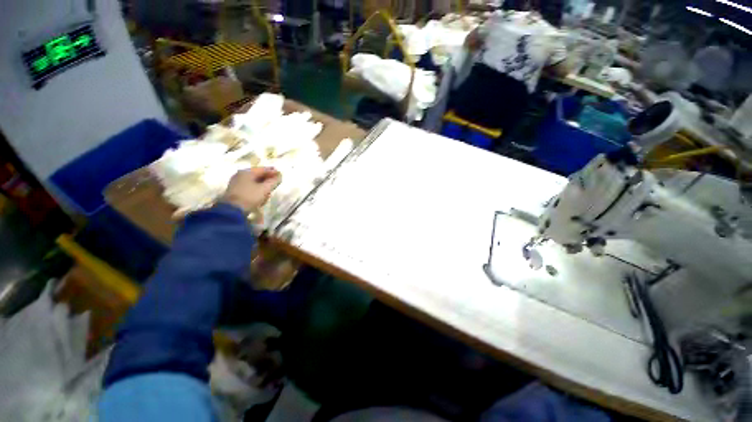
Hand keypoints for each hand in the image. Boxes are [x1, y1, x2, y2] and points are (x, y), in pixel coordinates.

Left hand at [222, 167, 281, 214]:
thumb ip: (273, 181)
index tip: (280, 174)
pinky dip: (256, 189)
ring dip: (262, 185)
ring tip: (269, 191)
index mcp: (246, 172)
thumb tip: (279, 176)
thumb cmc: (250, 196)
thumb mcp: (264, 189)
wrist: (232, 210)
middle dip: (267, 179)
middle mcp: (240, 175)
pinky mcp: (235, 191)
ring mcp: (236, 183)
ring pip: (253, 182)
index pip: (262, 169)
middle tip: (276, 182)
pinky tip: (261, 196)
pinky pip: (249, 187)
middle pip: (257, 175)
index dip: (272, 171)